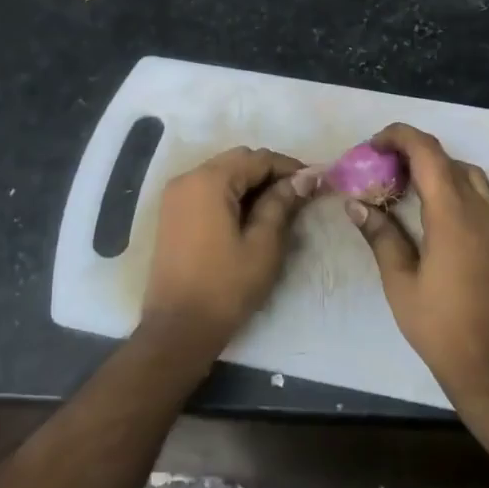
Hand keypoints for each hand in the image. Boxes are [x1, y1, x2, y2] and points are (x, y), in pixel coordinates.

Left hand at [140, 146, 316, 358]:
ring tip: (279, 206)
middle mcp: (188, 178)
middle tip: (299, 195)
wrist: (178, 328)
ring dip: (250, 183)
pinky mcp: (172, 213)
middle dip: (269, 173)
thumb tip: (304, 178)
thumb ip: (282, 204)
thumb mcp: (263, 245)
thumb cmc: (225, 286)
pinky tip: (251, 215)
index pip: (257, 159)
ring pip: (222, 174)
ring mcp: (175, 196)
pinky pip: (207, 190)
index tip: (316, 182)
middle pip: (237, 161)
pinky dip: (231, 195)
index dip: (289, 167)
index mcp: (209, 181)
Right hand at [345, 123, 488, 403]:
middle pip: (448, 159)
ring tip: (406, 188)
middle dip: (413, 153)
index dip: (399, 137)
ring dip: (437, 169)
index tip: (372, 145)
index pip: (428, 152)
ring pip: (468, 175)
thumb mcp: (401, 283)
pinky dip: (455, 188)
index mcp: (453, 215)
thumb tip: (356, 204)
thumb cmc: (442, 327)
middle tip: (381, 168)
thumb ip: (381, 236)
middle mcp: (482, 210)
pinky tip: (433, 214)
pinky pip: (481, 196)